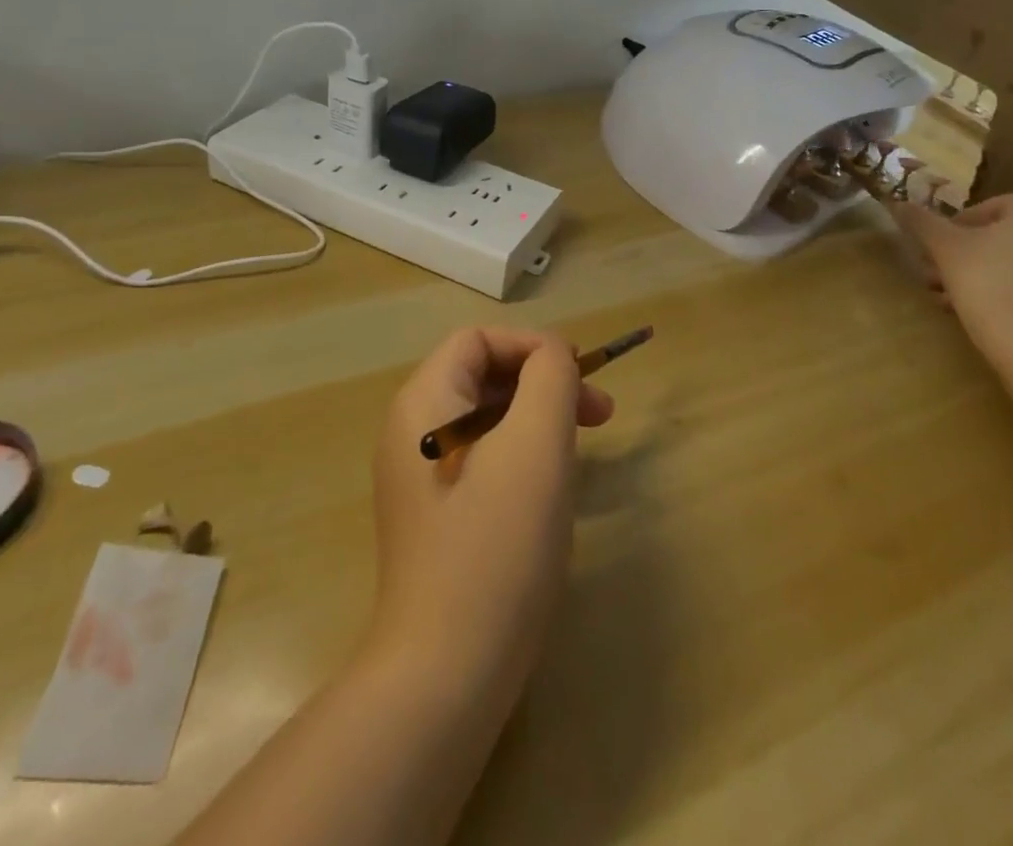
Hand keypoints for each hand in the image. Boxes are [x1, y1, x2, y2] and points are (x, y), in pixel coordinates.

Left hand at [366, 329, 613, 702]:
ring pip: (487, 420)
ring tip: (581, 452)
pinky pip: (481, 460)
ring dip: (537, 420)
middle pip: (482, 377)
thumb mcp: (536, 445)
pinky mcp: (434, 515)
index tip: (581, 377)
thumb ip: (549, 379)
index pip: (479, 340)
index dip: (533, 346)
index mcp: (424, 403)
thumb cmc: (496, 544)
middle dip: (543, 384)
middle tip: (601, 415)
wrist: (446, 671)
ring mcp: (418, 476)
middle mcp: (411, 430)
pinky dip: (520, 456)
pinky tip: (549, 490)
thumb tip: (553, 355)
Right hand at [892, 193, 1012, 355]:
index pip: (989, 208)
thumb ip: (922, 221)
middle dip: (965, 256)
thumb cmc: (989, 281)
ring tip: (949, 299)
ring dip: (981, 274)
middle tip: (935, 276)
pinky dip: (1010, 291)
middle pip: (1004, 236)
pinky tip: (979, 311)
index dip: (953, 229)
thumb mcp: (945, 246)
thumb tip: (897, 203)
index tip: (933, 252)